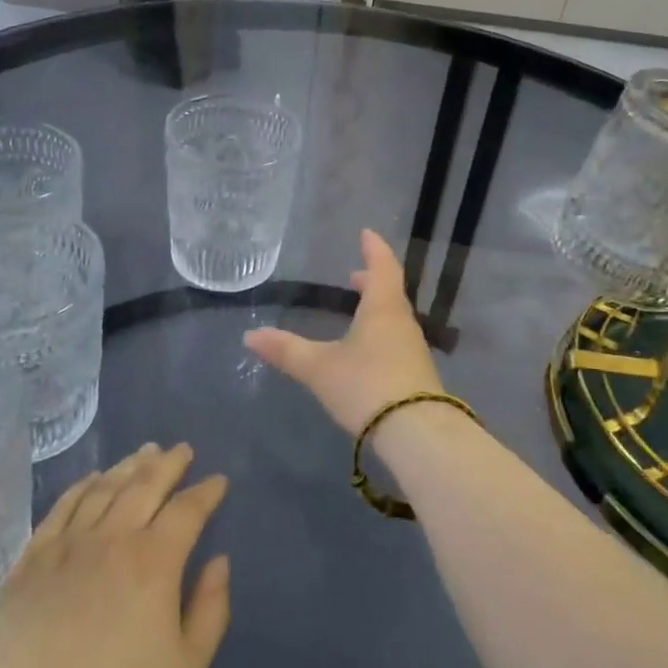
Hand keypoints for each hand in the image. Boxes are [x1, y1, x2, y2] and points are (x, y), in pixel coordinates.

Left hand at [0, 444, 230, 667]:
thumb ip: (210, 610)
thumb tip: (220, 562)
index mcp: (154, 561)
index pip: (188, 509)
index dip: (206, 492)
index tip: (218, 481)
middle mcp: (112, 539)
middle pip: (145, 484)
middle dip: (169, 463)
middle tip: (182, 450)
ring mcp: (66, 547)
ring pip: (103, 489)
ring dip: (128, 466)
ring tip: (144, 453)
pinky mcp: (29, 563)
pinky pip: (60, 509)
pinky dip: (80, 487)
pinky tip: (91, 480)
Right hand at [244, 229, 443, 433]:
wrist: (417, 433)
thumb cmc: (367, 385)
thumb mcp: (320, 368)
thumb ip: (286, 351)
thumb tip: (250, 335)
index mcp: (382, 309)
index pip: (382, 267)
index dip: (374, 249)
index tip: (366, 233)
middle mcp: (402, 323)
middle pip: (389, 292)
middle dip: (372, 280)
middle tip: (354, 275)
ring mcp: (413, 350)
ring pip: (394, 318)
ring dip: (377, 309)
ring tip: (358, 311)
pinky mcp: (416, 375)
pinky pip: (397, 341)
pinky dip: (381, 333)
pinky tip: (368, 351)